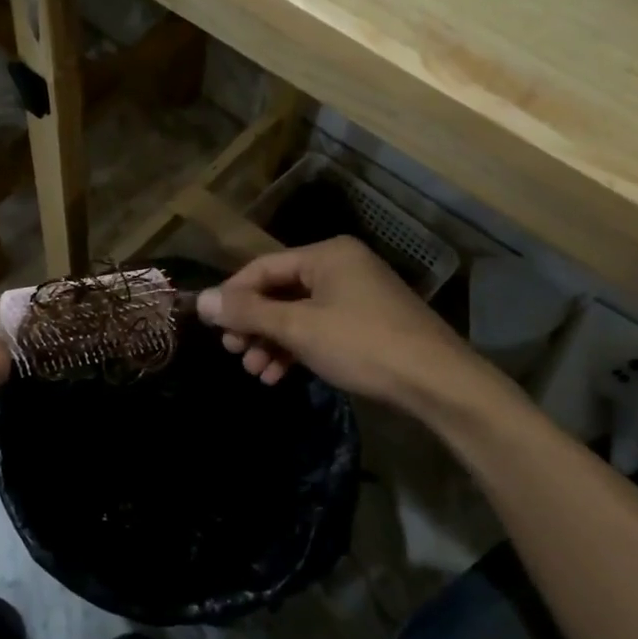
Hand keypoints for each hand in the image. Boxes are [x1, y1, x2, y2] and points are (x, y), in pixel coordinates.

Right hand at [197, 237, 523, 420]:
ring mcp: (357, 295)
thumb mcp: (299, 328)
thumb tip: (200, 300)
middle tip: (234, 353)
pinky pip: (319, 328)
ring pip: (298, 314)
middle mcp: (341, 266)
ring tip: (255, 372)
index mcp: (327, 254)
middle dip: (254, 324)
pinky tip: (280, 375)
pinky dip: (297, 348)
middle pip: (280, 291)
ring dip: (272, 342)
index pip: (263, 267)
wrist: (438, 384)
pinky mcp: (367, 323)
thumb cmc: (362, 345)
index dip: (233, 296)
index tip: (212, 327)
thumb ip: (248, 312)